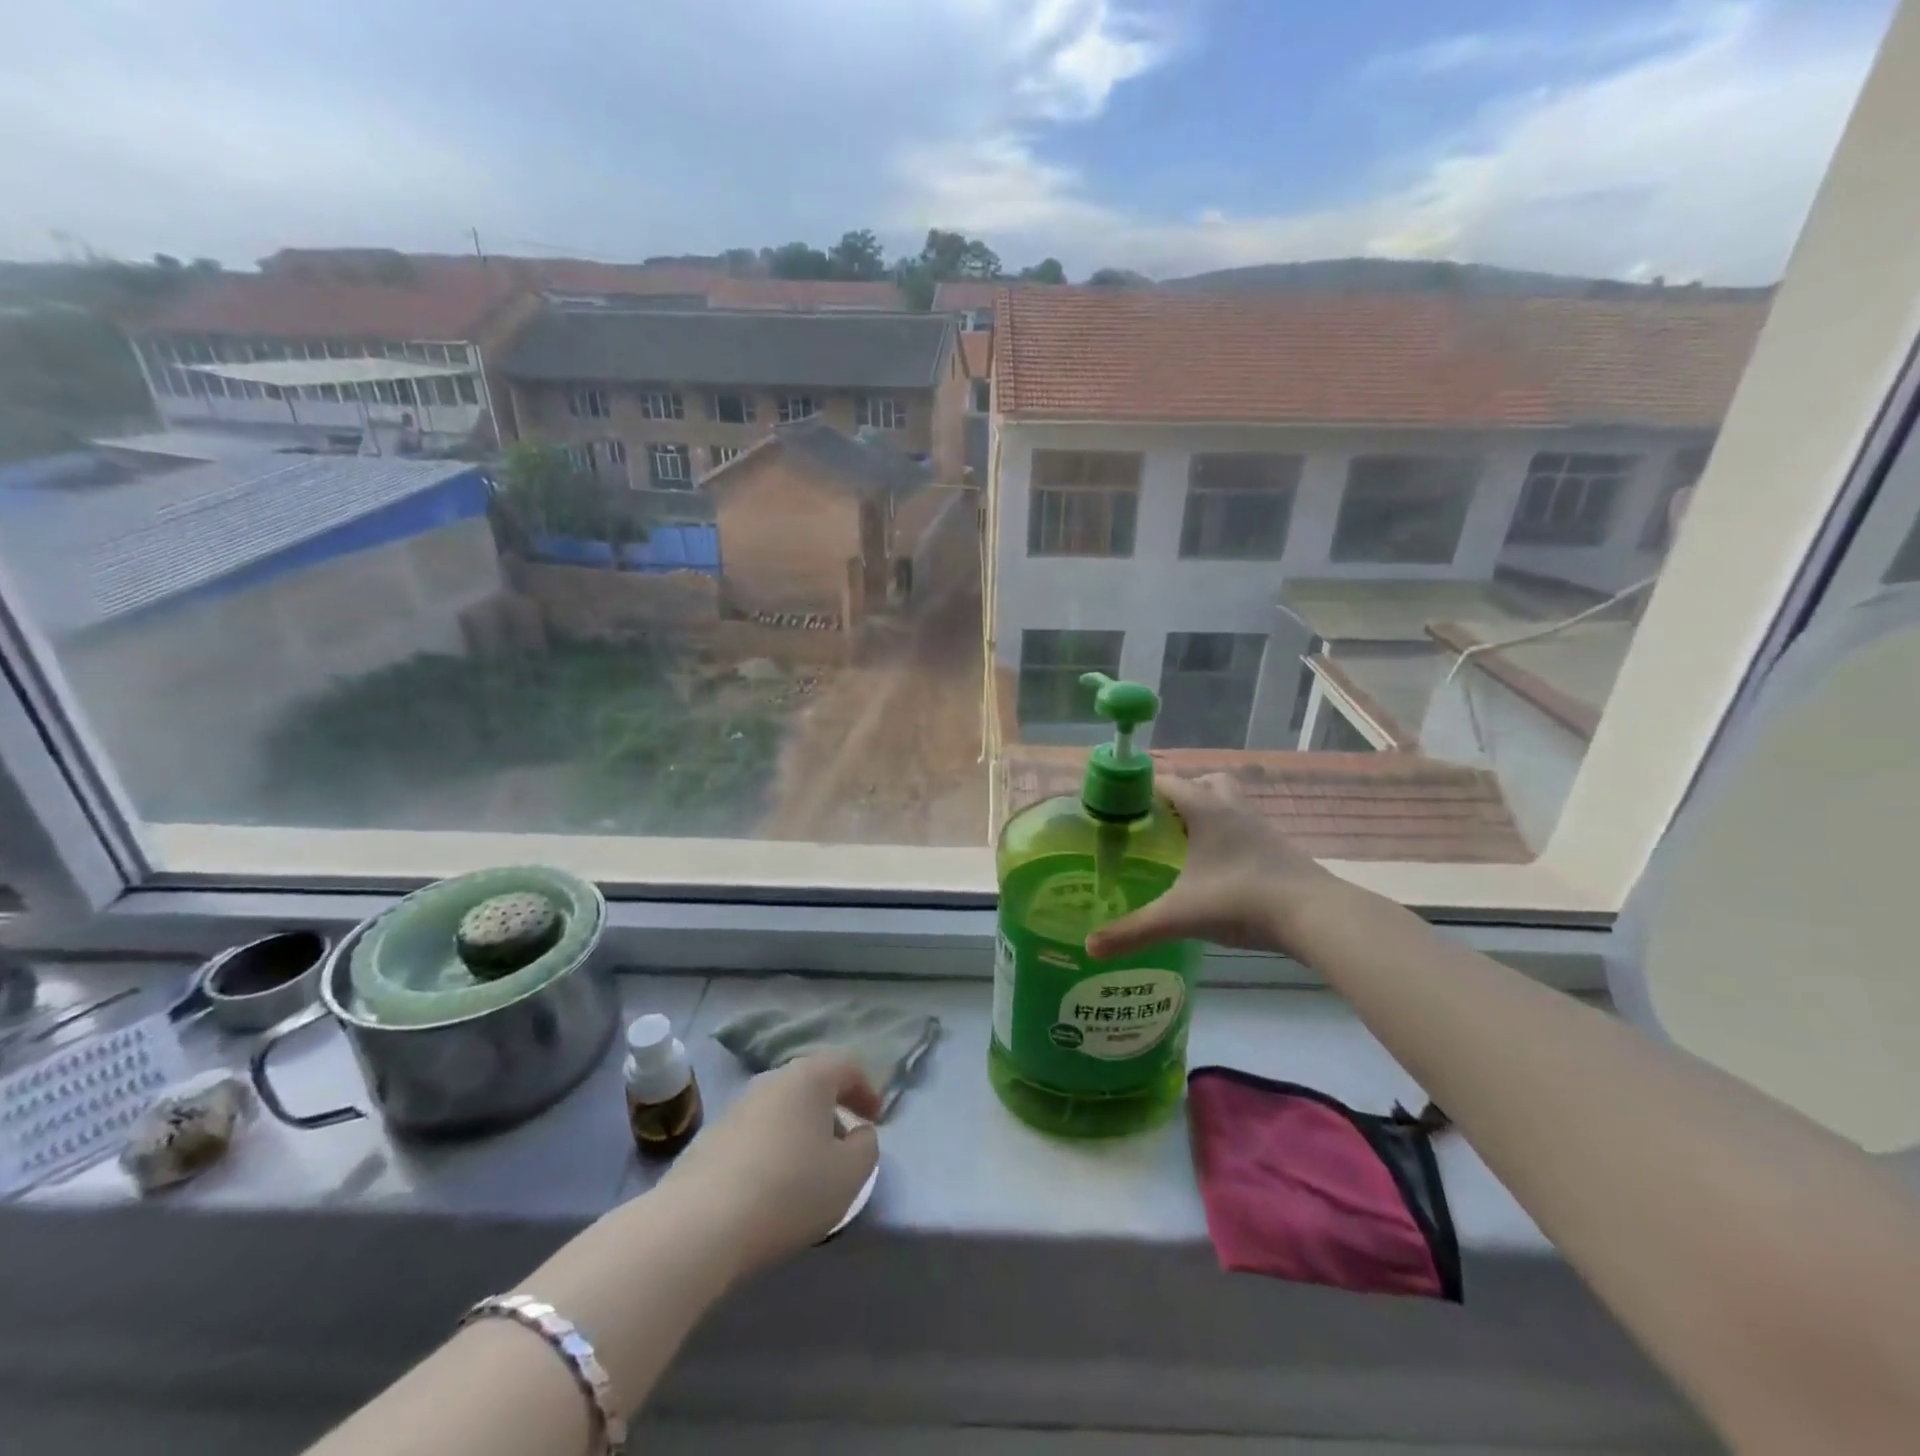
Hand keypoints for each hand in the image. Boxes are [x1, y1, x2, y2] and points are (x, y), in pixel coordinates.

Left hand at [658, 1055, 880, 1280]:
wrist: (698, 1225)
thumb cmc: (788, 1190)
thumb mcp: (850, 1175)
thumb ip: (867, 1148)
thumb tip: (858, 1134)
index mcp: (809, 1076)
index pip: (847, 1066)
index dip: (867, 1091)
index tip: (876, 1121)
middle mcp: (772, 1079)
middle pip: (812, 1085)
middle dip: (832, 1111)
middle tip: (844, 1147)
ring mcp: (737, 1105)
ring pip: (782, 1109)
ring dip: (801, 1131)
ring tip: (808, 1172)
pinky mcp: (710, 1137)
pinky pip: (755, 1133)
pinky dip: (772, 1149)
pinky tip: (770, 1187)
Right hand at [1086, 772, 1338, 959]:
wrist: (1315, 916)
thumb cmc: (1240, 901)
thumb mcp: (1178, 917)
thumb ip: (1132, 930)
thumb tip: (1089, 947)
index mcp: (1204, 808)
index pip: (1165, 780)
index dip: (1139, 788)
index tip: (1118, 806)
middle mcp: (1232, 808)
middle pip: (1202, 782)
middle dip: (1178, 795)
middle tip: (1156, 824)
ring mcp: (1260, 826)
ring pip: (1229, 801)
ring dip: (1207, 812)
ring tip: (1185, 844)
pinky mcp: (1278, 847)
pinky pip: (1245, 827)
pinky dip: (1228, 836)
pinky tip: (1217, 868)